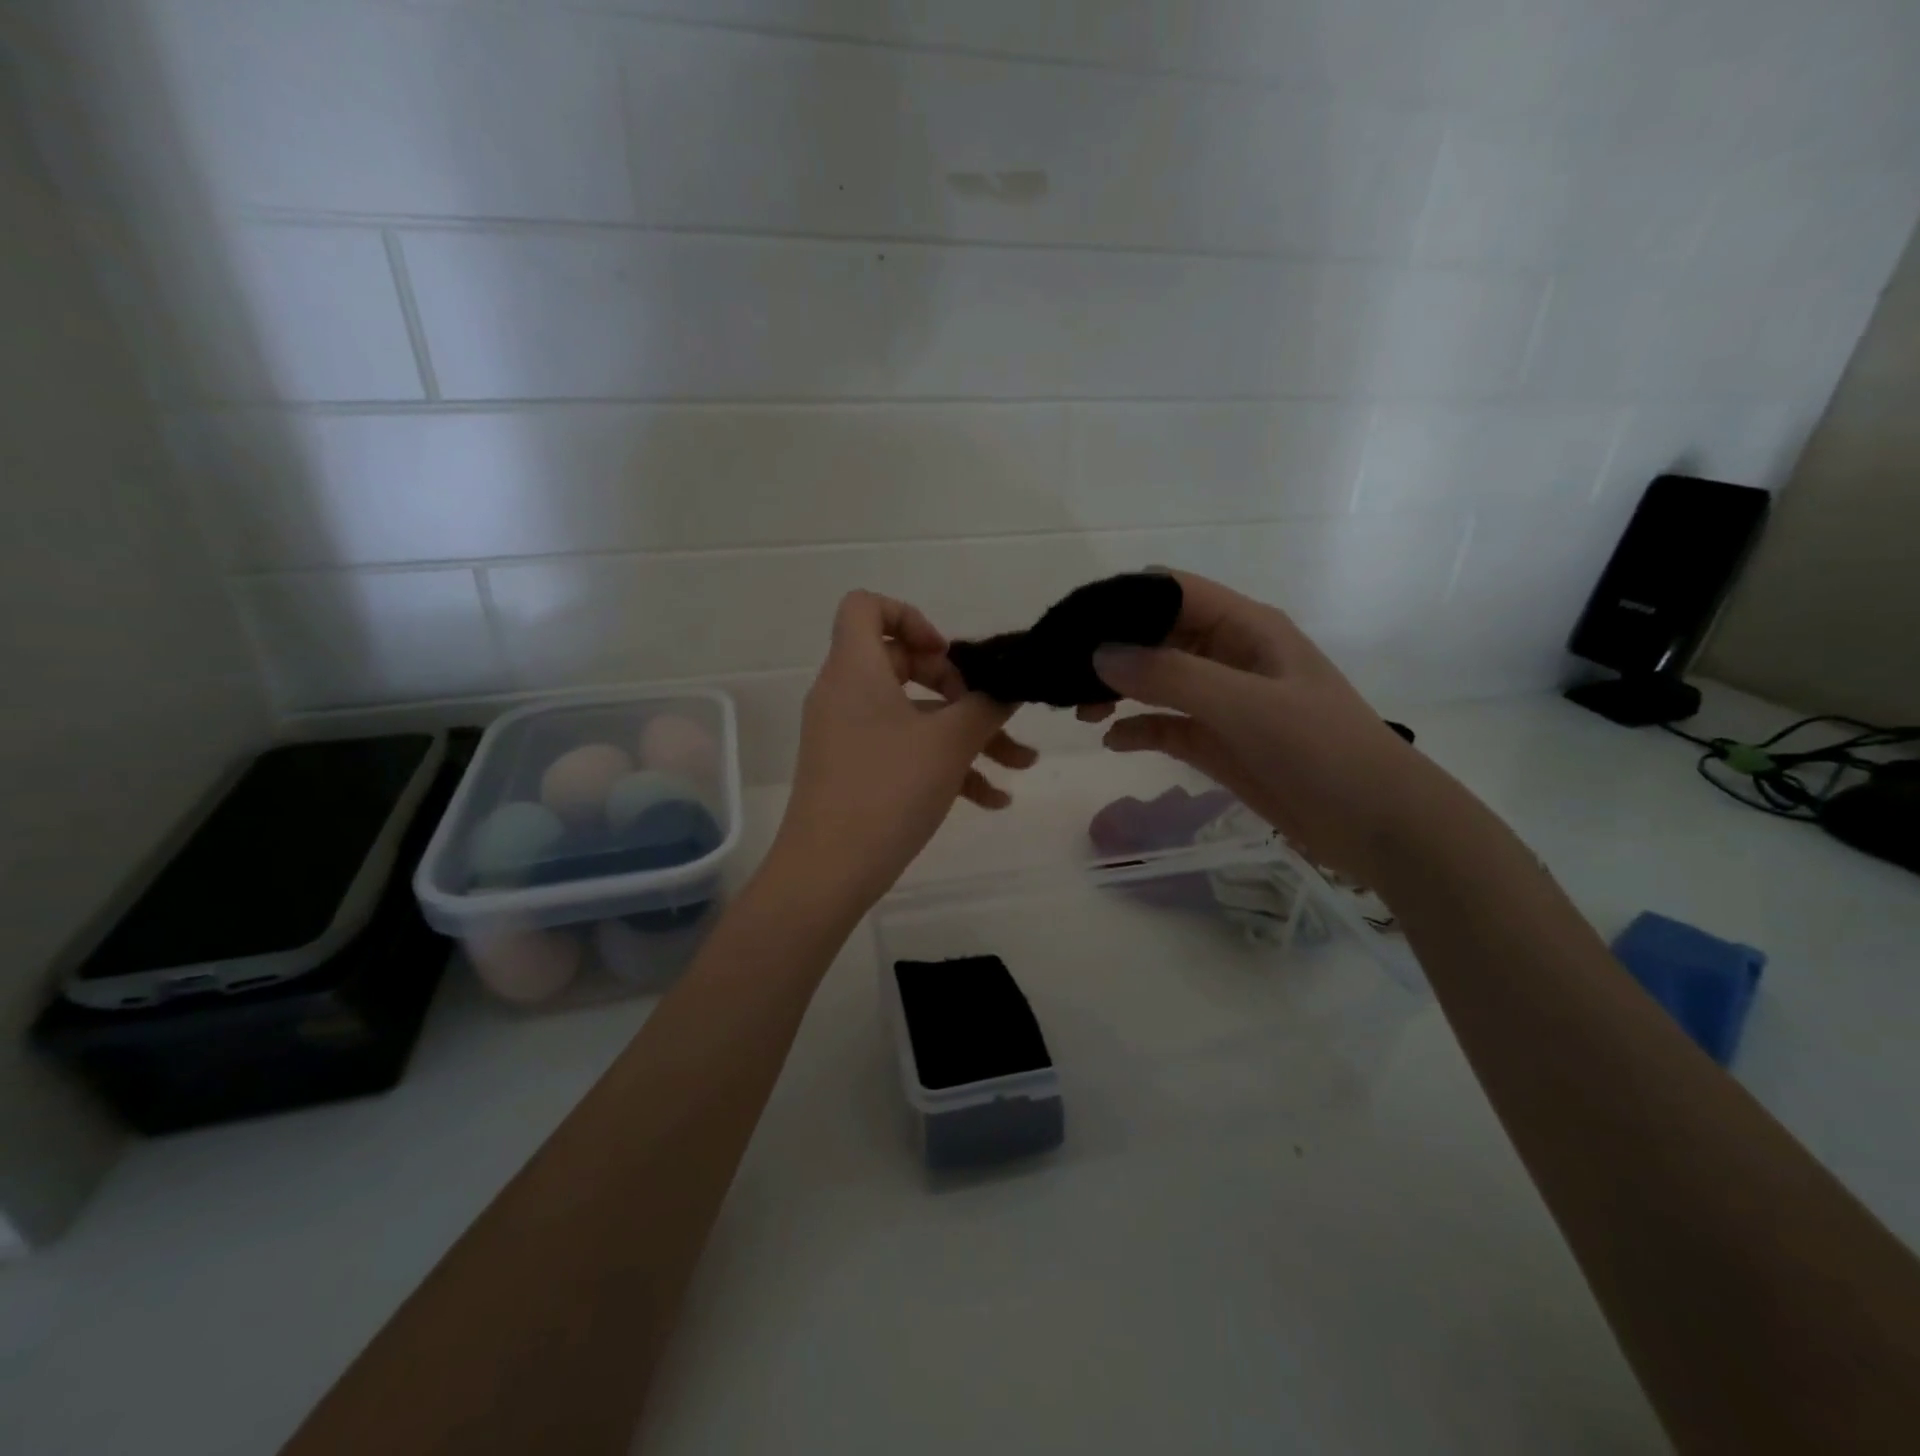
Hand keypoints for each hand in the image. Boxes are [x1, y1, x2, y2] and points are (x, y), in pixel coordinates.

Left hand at [770, 591, 1034, 910]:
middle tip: (986, 709)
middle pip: (902, 663)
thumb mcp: (949, 743)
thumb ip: (987, 705)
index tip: (947, 655)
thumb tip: (1011, 684)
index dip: (910, 617)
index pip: (865, 606)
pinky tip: (992, 800)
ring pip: (913, 716)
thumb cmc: (888, 790)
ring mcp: (847, 735)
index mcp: (855, 669)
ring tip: (1021, 764)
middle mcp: (845, 694)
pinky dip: (943, 765)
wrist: (828, 872)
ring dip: (966, 734)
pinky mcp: (853, 771)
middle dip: (957, 686)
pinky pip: (902, 751)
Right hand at [1084, 571, 1438, 885]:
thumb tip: (1100, 654)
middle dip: (1111, 651)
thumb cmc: (1321, 749)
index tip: (1072, 625)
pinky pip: (1166, 725)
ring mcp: (1222, 701)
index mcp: (1244, 628)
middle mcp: (1228, 656)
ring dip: (1118, 690)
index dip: (1121, 601)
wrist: (1376, 824)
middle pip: (1156, 636)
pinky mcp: (1217, 741)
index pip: (1171, 592)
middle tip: (1065, 675)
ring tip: (1080, 709)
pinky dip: (1137, 729)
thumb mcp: (1246, 705)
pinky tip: (1113, 741)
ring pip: (1155, 681)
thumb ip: (1172, 676)